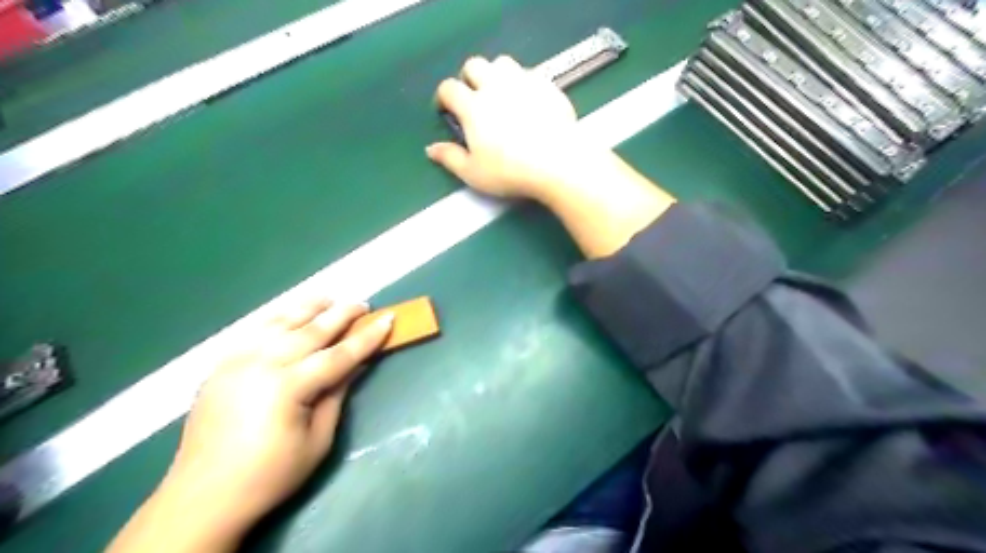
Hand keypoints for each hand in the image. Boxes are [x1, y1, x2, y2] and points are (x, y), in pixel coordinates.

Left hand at [106, 298, 393, 552]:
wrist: (202, 497)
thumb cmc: (269, 475)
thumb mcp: (317, 440)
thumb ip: (336, 395)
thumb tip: (355, 365)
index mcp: (287, 387)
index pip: (338, 355)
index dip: (367, 337)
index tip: (388, 319)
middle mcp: (261, 364)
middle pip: (311, 330)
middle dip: (341, 314)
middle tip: (364, 304)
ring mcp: (237, 361)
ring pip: (280, 322)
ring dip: (309, 307)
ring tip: (329, 299)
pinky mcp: (221, 365)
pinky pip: (254, 331)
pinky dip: (278, 318)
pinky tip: (290, 315)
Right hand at [431, 54, 677, 258]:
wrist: (558, 163)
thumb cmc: (511, 172)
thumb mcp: (474, 173)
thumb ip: (450, 158)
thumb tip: (430, 149)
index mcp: (473, 106)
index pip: (449, 88)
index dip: (444, 97)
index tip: (447, 110)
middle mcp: (495, 86)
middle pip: (474, 64)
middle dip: (469, 78)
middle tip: (474, 100)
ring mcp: (523, 82)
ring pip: (503, 63)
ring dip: (496, 75)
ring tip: (501, 96)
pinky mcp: (547, 85)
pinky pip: (530, 74)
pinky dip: (523, 83)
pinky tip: (528, 103)